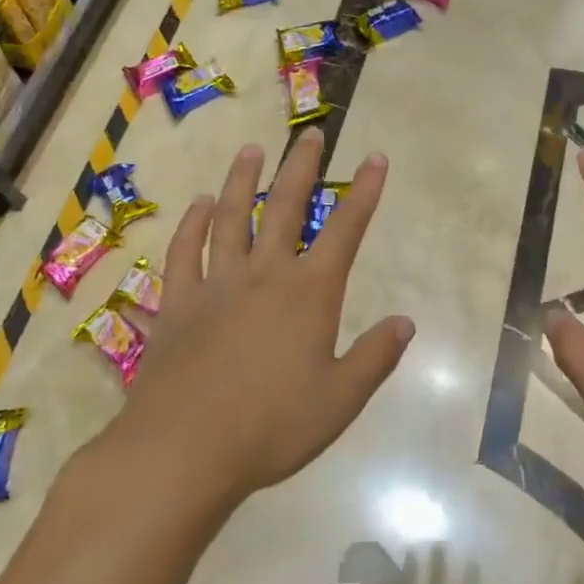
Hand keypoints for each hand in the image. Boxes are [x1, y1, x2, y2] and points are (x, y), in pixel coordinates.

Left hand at [112, 128, 413, 508]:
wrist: (183, 450)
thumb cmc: (271, 427)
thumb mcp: (340, 400)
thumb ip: (375, 357)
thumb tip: (406, 322)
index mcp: (309, 293)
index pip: (345, 230)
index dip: (364, 192)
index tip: (375, 158)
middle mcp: (264, 275)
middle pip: (284, 207)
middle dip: (302, 168)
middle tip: (311, 134)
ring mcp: (216, 284)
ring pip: (230, 218)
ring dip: (242, 180)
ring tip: (252, 149)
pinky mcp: (177, 303)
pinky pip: (184, 252)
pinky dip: (192, 225)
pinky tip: (198, 206)